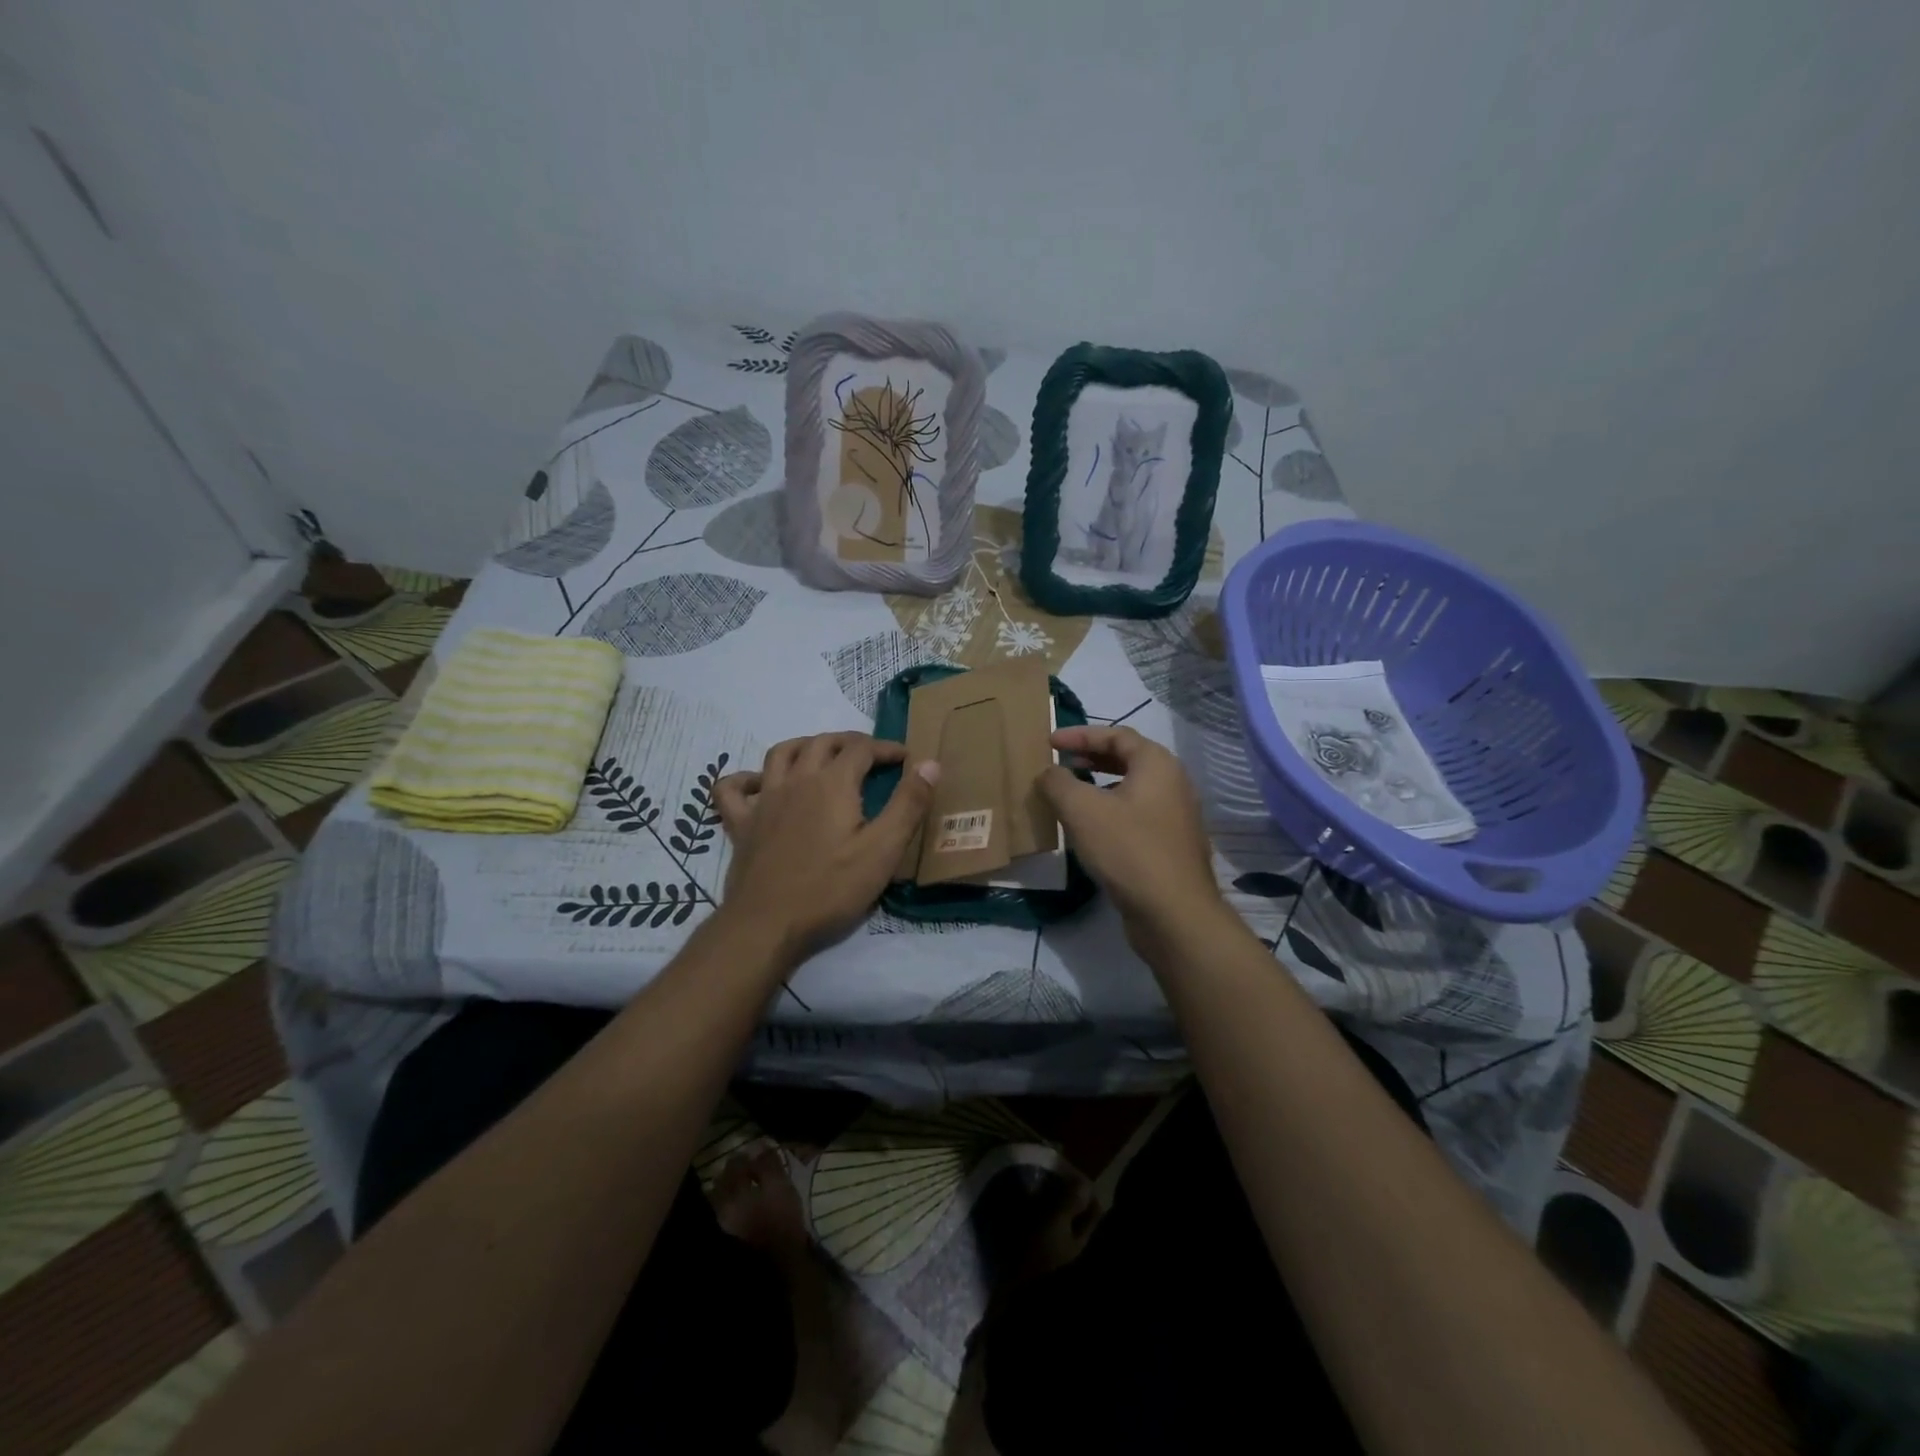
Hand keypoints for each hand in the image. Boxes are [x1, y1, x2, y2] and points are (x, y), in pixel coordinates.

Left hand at [714, 732, 938, 962]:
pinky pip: (733, 788)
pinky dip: (746, 778)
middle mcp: (796, 780)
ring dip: (804, 745)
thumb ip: (908, 804)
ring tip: (821, 755)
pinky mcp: (740, 824)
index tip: (905, 758)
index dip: (886, 748)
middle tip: (869, 755)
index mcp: (833, 783)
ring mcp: (764, 800)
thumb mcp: (883, 850)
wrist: (767, 925)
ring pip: (780, 753)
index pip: (862, 748)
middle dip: (849, 741)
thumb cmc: (831, 889)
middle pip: (822, 742)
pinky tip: (759, 784)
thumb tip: (929, 763)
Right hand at [1038, 726, 1224, 944]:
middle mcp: (1173, 784)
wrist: (1174, 914)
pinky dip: (1110, 812)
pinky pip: (1136, 816)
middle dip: (1090, 759)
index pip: (1116, 735)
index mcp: (1157, 764)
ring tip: (1069, 797)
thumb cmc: (1128, 850)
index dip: (1080, 735)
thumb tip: (1048, 772)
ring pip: (1131, 790)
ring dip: (1099, 787)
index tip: (1050, 742)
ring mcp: (1175, 817)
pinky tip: (1089, 831)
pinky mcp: (1170, 846)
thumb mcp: (1082, 810)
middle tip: (1060, 764)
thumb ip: (1058, 783)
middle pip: (1127, 759)